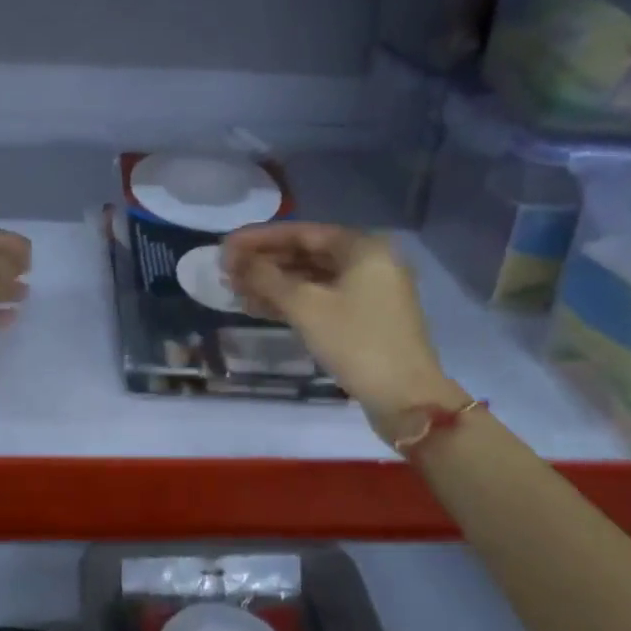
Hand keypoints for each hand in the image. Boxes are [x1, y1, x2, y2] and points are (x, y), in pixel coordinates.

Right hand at [221, 223, 464, 424]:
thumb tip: (234, 259)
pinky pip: (320, 297)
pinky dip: (290, 301)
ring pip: (311, 278)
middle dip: (264, 262)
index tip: (225, 246)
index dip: (259, 238)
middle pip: (306, 253)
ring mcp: (368, 291)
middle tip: (226, 271)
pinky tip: (257, 308)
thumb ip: (266, 278)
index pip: (301, 232)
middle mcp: (368, 261)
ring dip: (273, 283)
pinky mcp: (363, 316)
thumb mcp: (305, 306)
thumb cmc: (356, 342)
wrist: (405, 398)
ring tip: (235, 291)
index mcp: (362, 248)